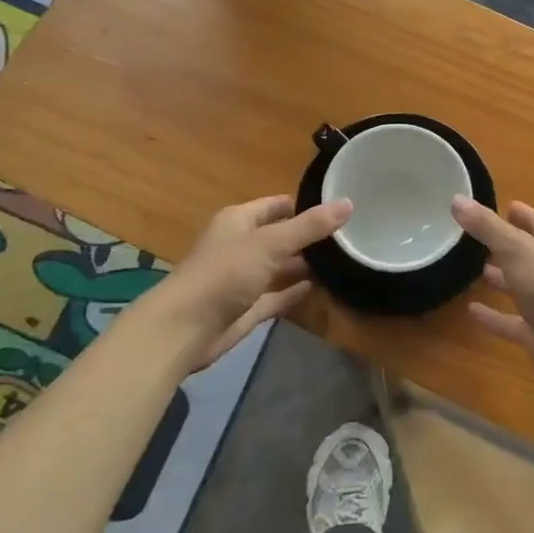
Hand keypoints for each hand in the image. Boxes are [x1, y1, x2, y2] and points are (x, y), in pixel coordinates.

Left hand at [163, 195, 350, 369]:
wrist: (185, 329)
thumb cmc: (225, 273)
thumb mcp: (271, 243)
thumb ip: (310, 226)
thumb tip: (348, 203)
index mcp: (238, 221)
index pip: (276, 205)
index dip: (303, 204)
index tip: (336, 205)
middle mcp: (240, 246)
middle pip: (279, 236)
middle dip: (307, 236)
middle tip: (347, 235)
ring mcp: (243, 279)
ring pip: (279, 266)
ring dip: (303, 264)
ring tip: (341, 260)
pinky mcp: (246, 308)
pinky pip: (276, 295)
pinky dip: (294, 291)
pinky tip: (319, 287)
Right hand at [453, 198, 533, 399]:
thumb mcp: (515, 249)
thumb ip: (486, 226)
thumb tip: (457, 199)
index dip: (519, 213)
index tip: (500, 206)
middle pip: (528, 252)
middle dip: (505, 245)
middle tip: (476, 239)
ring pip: (521, 285)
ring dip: (502, 278)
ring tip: (474, 270)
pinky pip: (512, 320)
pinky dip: (494, 316)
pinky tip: (472, 312)